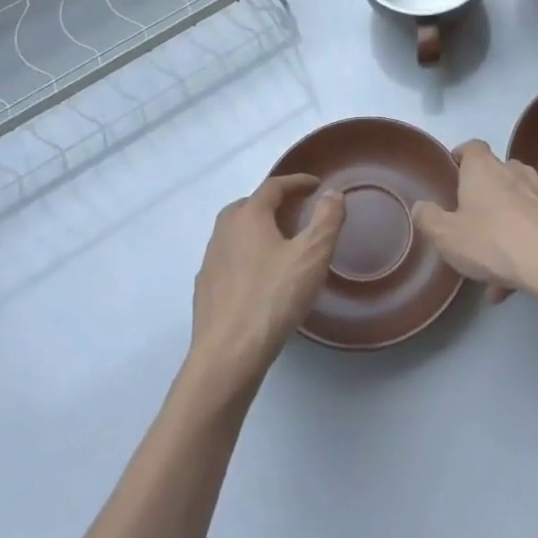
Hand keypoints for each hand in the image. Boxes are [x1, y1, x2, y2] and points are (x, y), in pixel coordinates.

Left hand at [187, 175, 344, 395]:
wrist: (227, 355)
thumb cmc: (273, 298)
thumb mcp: (312, 256)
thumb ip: (327, 220)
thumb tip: (333, 193)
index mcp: (248, 216)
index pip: (273, 187)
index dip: (296, 182)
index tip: (315, 185)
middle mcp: (224, 231)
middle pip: (249, 205)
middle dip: (273, 203)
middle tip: (296, 212)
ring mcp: (210, 260)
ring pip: (236, 232)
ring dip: (257, 229)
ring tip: (279, 243)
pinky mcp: (205, 288)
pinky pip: (229, 258)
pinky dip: (246, 255)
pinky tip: (258, 276)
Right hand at [411, 141, 537, 306]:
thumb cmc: (493, 242)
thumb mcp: (446, 237)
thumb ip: (428, 218)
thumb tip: (420, 206)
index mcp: (484, 169)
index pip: (472, 147)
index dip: (462, 155)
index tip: (455, 169)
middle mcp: (516, 171)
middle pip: (498, 173)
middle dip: (487, 193)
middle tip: (475, 221)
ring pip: (521, 201)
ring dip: (509, 222)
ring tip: (499, 262)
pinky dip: (531, 239)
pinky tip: (524, 272)